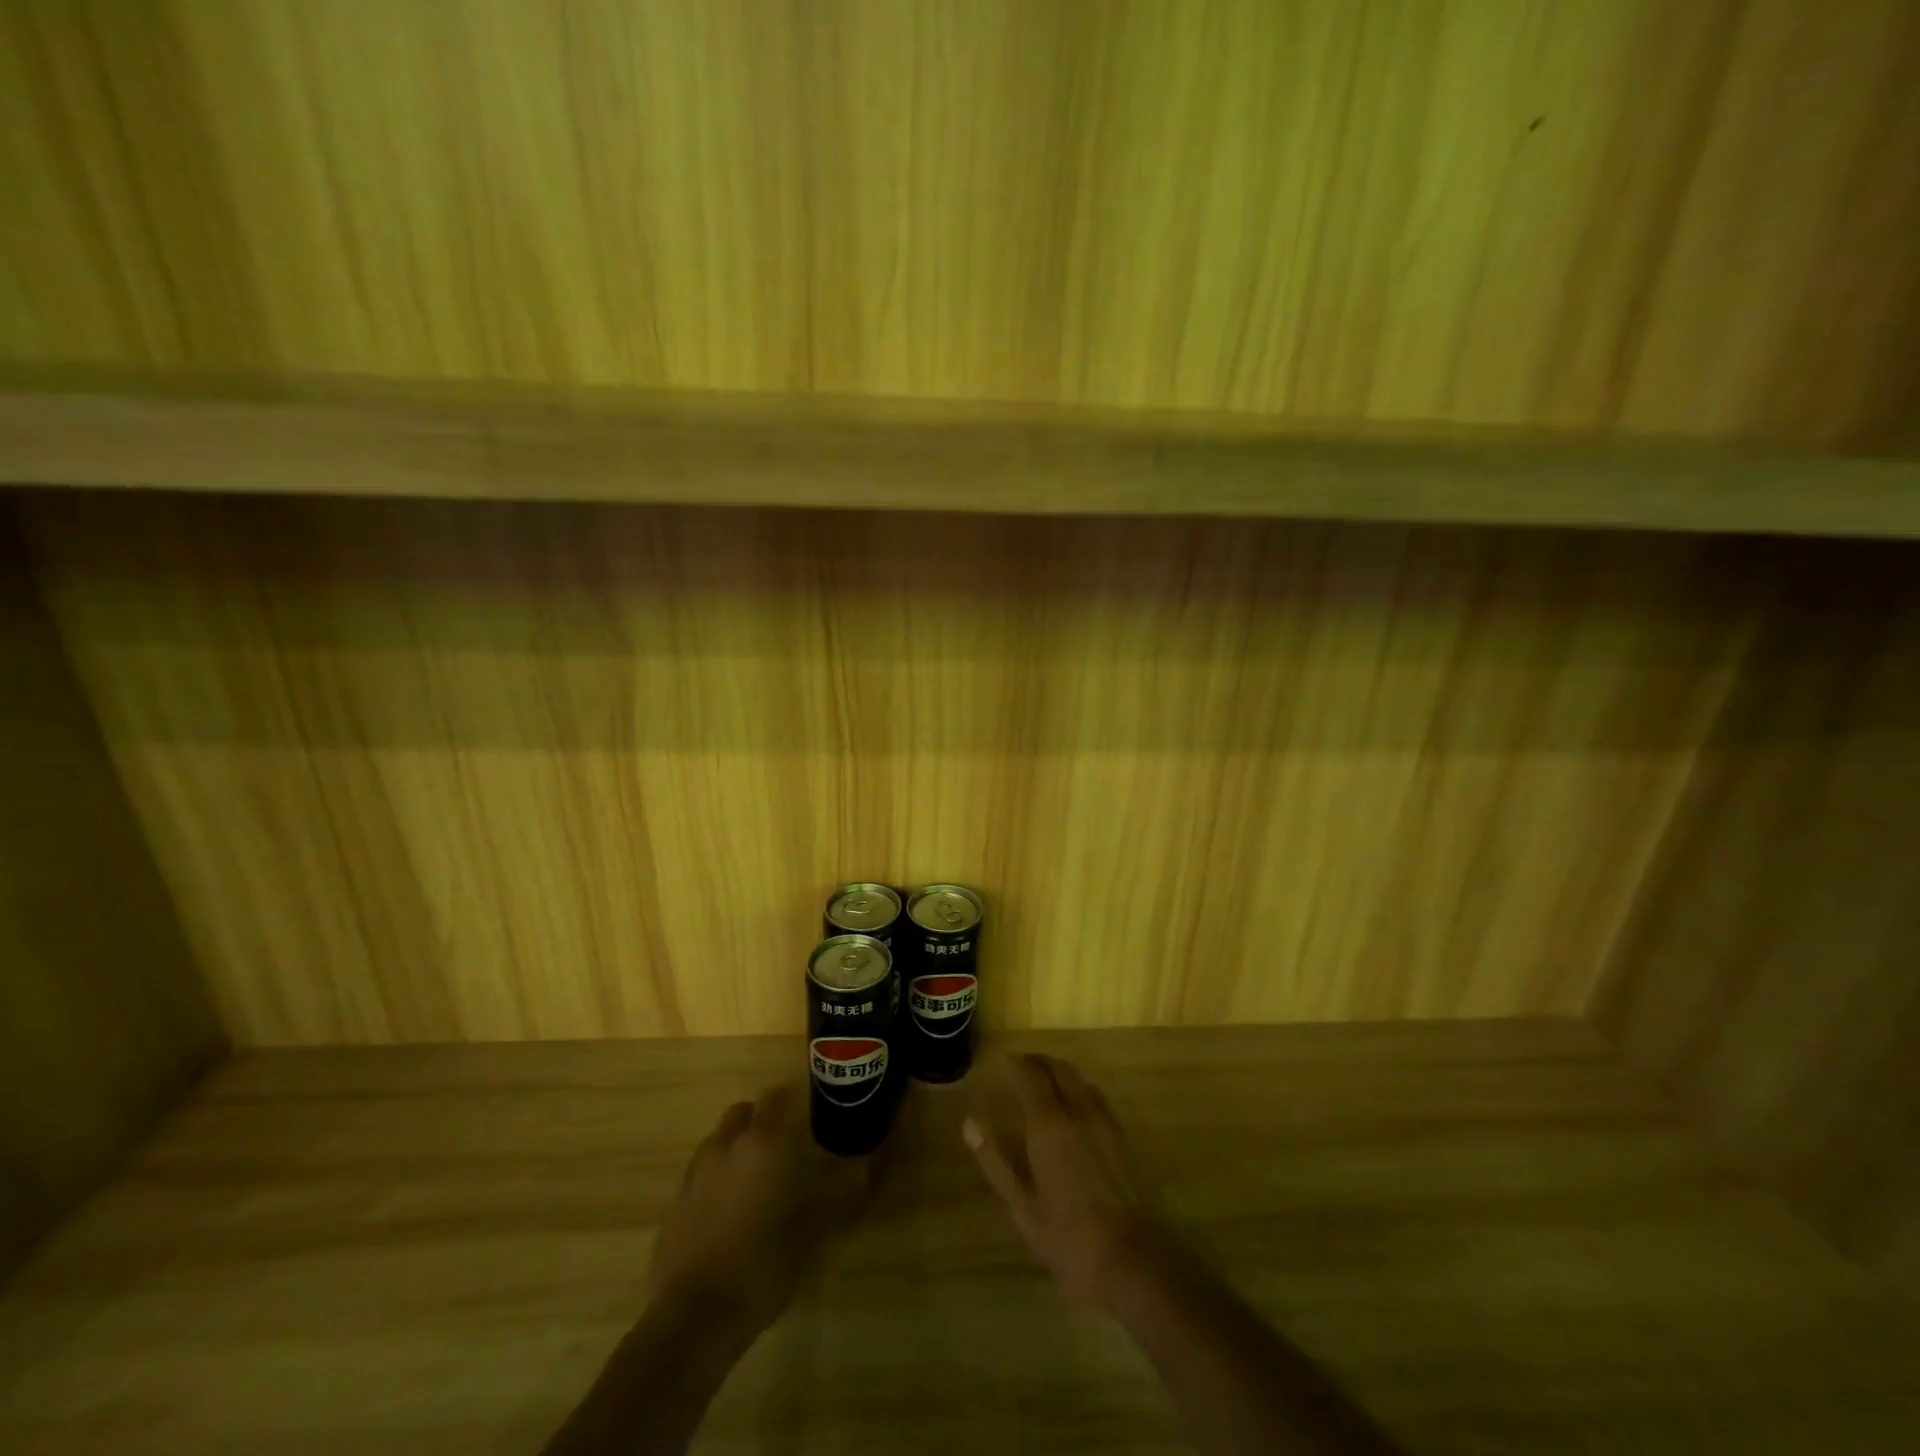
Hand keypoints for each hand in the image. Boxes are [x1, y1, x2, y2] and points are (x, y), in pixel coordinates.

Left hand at [649, 1086, 868, 1334]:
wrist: (694, 1317)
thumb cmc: (763, 1264)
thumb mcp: (813, 1231)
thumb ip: (841, 1193)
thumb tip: (866, 1167)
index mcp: (762, 1142)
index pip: (777, 1097)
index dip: (795, 1102)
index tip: (812, 1117)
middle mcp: (726, 1145)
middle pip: (745, 1113)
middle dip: (764, 1122)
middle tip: (787, 1148)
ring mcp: (696, 1172)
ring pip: (721, 1141)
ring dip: (739, 1149)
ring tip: (759, 1182)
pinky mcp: (676, 1202)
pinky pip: (702, 1173)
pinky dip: (718, 1179)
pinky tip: (731, 1212)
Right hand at [963, 1053, 1167, 1305]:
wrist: (1127, 1257)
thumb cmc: (1065, 1234)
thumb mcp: (1021, 1203)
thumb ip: (994, 1159)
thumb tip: (970, 1123)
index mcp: (1048, 1123)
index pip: (1030, 1074)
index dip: (1016, 1063)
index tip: (1003, 1062)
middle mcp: (1077, 1110)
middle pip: (1058, 1068)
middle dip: (1038, 1062)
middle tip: (1020, 1068)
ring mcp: (1102, 1120)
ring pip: (1078, 1078)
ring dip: (1059, 1071)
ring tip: (1043, 1083)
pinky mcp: (1119, 1134)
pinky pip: (1094, 1094)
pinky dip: (1077, 1087)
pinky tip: (1071, 1107)